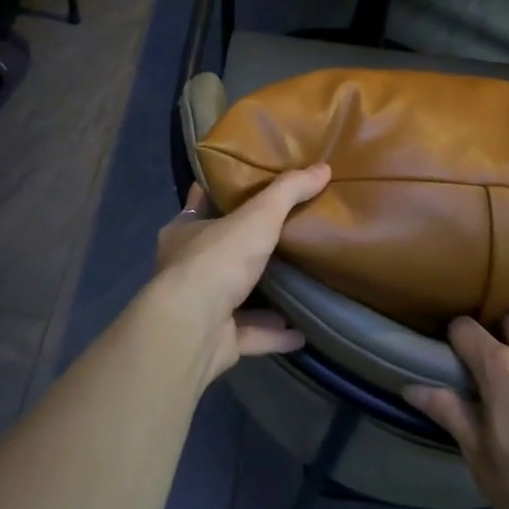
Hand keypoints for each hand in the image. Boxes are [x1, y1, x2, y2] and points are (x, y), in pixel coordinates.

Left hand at [151, 167, 330, 382]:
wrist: (192, 328)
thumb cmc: (217, 260)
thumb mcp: (257, 216)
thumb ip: (288, 192)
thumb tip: (323, 168)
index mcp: (184, 232)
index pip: (200, 204)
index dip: (220, 194)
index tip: (247, 186)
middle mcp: (187, 268)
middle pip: (220, 252)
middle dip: (248, 248)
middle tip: (285, 236)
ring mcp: (200, 308)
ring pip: (235, 297)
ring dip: (263, 296)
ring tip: (298, 285)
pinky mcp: (216, 340)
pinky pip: (251, 334)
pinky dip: (274, 334)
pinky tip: (302, 332)